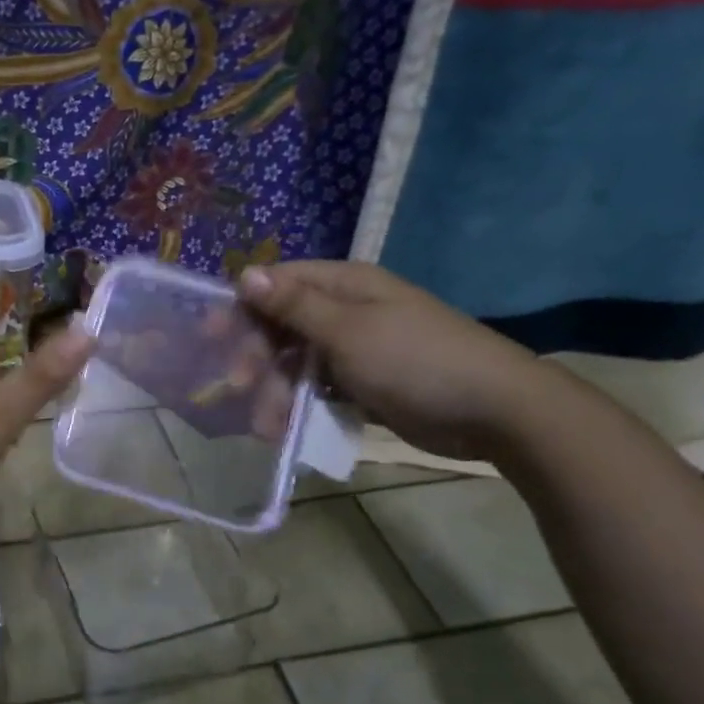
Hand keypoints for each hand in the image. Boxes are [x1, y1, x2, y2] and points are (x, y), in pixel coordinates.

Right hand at [237, 261, 558, 461]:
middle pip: (281, 326)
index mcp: (344, 286)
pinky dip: (301, 405)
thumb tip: (246, 273)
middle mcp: (346, 311)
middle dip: (256, 357)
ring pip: (297, 362)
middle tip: (236, 387)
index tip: (210, 337)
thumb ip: (294, 306)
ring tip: (266, 427)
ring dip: (275, 391)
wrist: (494, 410)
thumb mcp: (348, 331)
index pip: (277, 284)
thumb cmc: (415, 360)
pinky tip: (286, 429)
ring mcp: (356, 348)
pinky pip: (319, 388)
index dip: (241, 306)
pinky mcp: (365, 383)